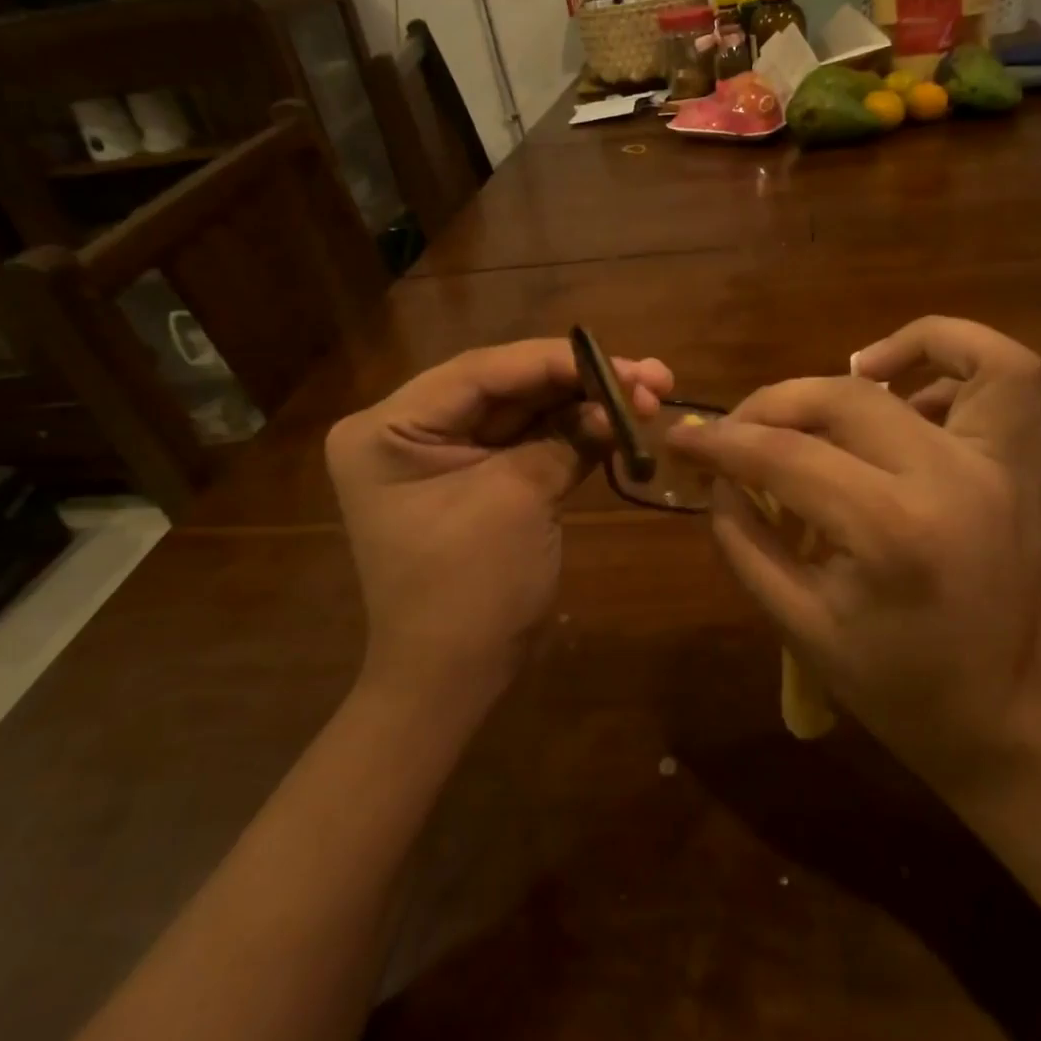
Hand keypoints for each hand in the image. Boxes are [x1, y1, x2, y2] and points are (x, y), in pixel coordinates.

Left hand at [326, 340, 672, 701]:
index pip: (481, 372)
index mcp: (389, 428)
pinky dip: (577, 434)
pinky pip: (532, 442)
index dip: (555, 362)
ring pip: (527, 411)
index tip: (621, 363)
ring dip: (587, 404)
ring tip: (652, 394)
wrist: (454, 679)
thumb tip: (622, 402)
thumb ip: (567, 439)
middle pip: (508, 387)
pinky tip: (623, 424)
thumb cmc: (469, 590)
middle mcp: (411, 430)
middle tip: (650, 377)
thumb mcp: (517, 500)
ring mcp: (447, 454)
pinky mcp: (481, 478)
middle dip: (580, 382)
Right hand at [667, 317, 1040, 795]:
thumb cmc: (903, 690)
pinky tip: (905, 390)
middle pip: (844, 398)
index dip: (721, 442)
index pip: (785, 456)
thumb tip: (717, 477)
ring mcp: (1000, 464)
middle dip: (772, 403)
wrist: (1015, 722)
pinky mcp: (1022, 464)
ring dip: (888, 349)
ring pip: (956, 356)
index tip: (680, 438)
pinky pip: (1008, 375)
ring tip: (840, 378)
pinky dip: (955, 357)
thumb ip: (745, 540)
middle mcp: (951, 477)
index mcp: (891, 531)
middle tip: (738, 431)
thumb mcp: (800, 627)